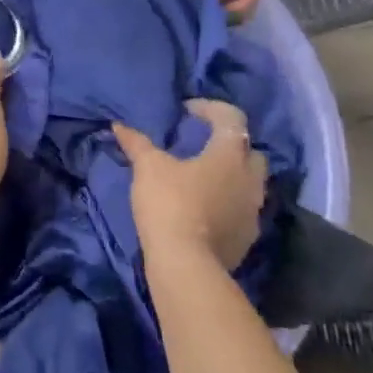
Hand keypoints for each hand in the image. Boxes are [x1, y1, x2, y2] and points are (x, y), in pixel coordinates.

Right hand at [114, 99, 266, 269]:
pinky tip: (205, 207)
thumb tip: (118, 125)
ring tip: (202, 176)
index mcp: (230, 155)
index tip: (186, 111)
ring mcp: (253, 210)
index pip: (231, 117)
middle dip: (229, 143)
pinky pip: (242, 209)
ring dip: (231, 174)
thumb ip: (137, 144)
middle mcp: (250, 179)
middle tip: (202, 144)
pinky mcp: (248, 237)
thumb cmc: (170, 203)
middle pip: (249, 150)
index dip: (210, 108)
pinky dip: (228, 201)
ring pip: (249, 182)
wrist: (186, 263)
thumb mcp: (148, 168)